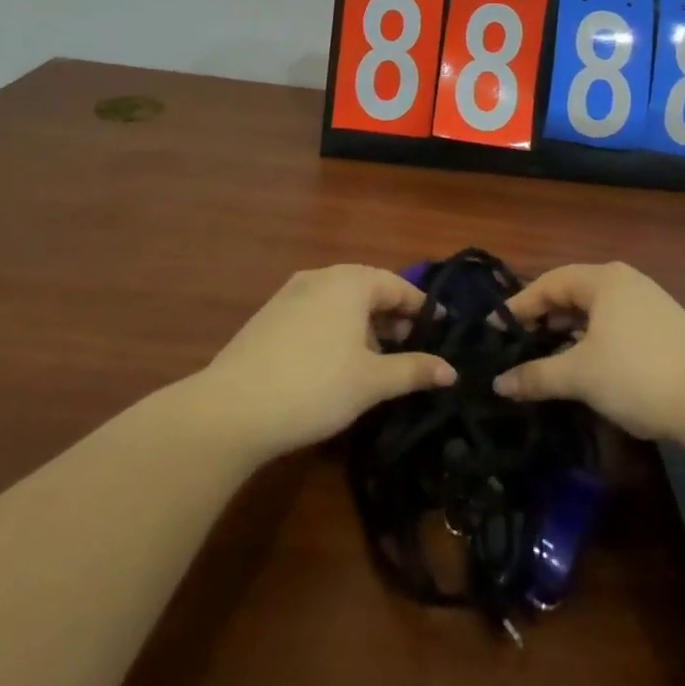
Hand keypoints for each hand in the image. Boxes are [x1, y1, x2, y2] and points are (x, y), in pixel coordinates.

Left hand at [199, 265, 455, 461]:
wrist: (232, 408)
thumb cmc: (315, 386)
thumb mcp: (372, 381)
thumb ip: (414, 370)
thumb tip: (452, 371)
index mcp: (351, 281)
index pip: (398, 286)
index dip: (422, 309)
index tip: (441, 330)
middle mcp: (321, 276)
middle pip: (369, 290)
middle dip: (393, 318)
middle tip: (412, 348)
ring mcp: (290, 294)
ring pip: (341, 303)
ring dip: (364, 326)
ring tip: (378, 361)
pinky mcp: (269, 316)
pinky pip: (316, 313)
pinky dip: (336, 330)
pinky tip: (337, 363)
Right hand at [492, 262, 684, 442]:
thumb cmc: (637, 375)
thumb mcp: (579, 376)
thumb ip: (536, 375)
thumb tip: (498, 383)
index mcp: (603, 280)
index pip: (549, 283)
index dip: (519, 305)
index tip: (496, 329)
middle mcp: (626, 282)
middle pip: (573, 293)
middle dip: (544, 317)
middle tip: (518, 342)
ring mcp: (649, 303)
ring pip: (596, 311)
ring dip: (569, 331)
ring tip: (547, 355)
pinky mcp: (665, 327)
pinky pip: (616, 324)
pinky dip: (593, 339)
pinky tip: (587, 365)